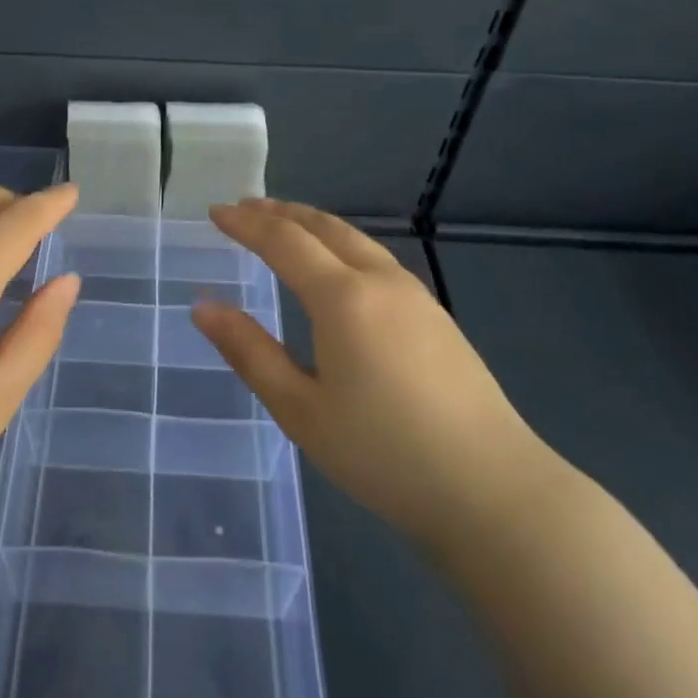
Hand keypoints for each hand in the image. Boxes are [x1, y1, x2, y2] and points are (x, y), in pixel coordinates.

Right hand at [192, 199, 550, 554]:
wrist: (494, 490)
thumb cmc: (384, 454)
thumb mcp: (301, 410)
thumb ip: (250, 352)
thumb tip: (203, 308)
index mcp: (343, 298)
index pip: (284, 241)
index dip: (246, 224)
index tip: (216, 212)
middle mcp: (380, 281)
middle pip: (324, 227)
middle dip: (281, 212)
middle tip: (246, 207)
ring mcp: (416, 296)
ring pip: (356, 240)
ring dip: (314, 225)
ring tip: (286, 226)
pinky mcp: (437, 317)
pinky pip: (377, 260)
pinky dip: (342, 246)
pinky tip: (339, 268)